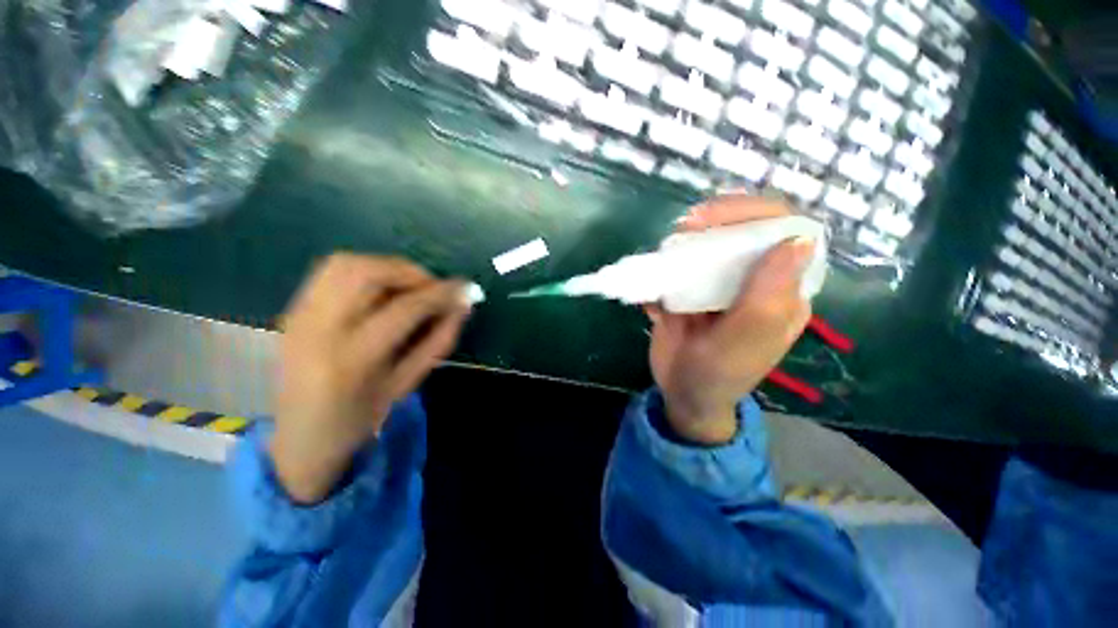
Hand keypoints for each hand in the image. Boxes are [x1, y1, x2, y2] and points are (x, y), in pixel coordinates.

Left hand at [270, 254, 471, 502]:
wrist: (298, 439)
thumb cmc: (359, 420)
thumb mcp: (408, 384)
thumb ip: (439, 341)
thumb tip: (462, 306)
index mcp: (352, 360)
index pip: (405, 308)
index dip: (441, 293)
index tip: (465, 288)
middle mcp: (318, 329)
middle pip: (368, 272)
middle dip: (411, 273)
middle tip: (433, 289)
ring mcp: (299, 315)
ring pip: (346, 263)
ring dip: (387, 268)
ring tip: (410, 287)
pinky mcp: (292, 308)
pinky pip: (332, 272)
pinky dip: (366, 272)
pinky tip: (382, 292)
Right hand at [646, 195, 815, 444]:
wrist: (682, 395)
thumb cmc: (717, 377)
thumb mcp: (741, 345)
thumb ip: (767, 300)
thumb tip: (798, 240)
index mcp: (781, 292)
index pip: (786, 233)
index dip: (754, 215)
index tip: (714, 219)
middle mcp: (753, 281)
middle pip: (744, 230)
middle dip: (715, 222)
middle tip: (683, 229)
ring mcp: (719, 284)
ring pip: (708, 243)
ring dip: (684, 243)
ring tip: (663, 257)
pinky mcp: (690, 290)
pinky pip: (678, 267)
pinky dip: (661, 270)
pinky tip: (653, 295)